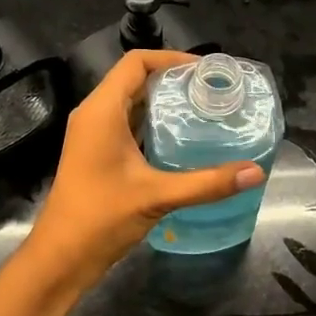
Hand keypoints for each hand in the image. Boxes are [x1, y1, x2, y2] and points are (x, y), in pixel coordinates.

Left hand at [21, 50, 264, 293]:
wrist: (61, 257)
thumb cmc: (102, 217)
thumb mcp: (157, 196)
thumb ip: (207, 183)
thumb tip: (255, 172)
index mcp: (102, 110)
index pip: (136, 62)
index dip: (171, 58)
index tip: (205, 71)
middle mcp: (94, 113)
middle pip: (134, 78)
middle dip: (172, 78)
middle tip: (210, 90)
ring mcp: (92, 133)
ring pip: (130, 101)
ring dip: (162, 100)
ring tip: (201, 108)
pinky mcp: (96, 151)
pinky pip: (126, 121)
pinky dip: (151, 121)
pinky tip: (179, 137)